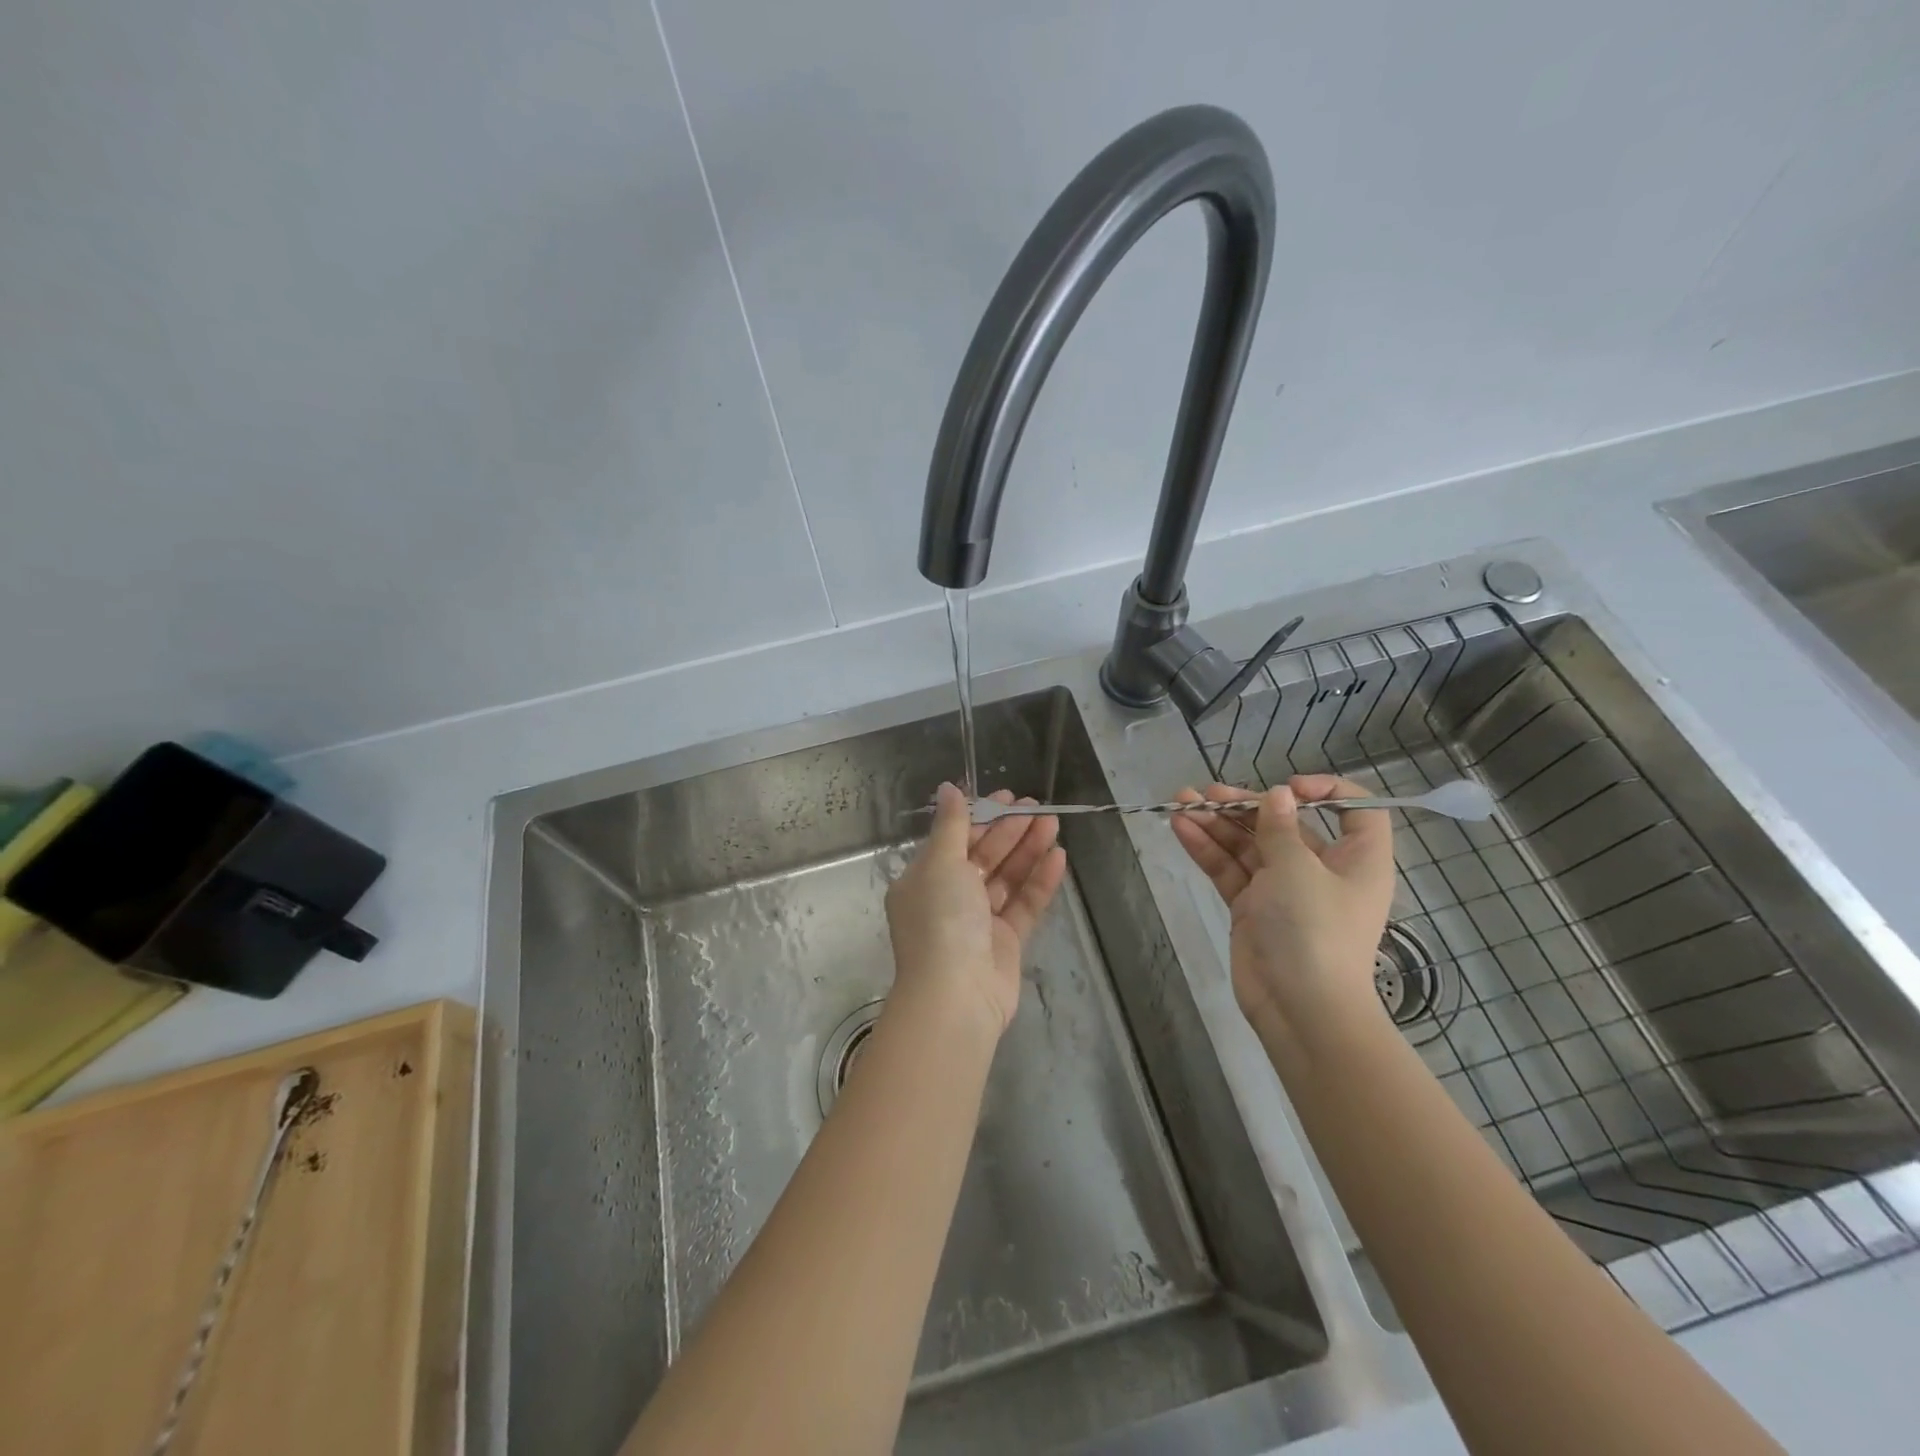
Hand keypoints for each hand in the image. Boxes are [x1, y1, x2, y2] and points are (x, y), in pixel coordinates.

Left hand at [885, 783, 1066, 1036]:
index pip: (955, 839)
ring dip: (1028, 850)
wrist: (956, 995)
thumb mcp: (941, 863)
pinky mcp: (1005, 942)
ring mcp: (978, 922)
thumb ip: (952, 825)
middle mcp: (949, 898)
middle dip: (1010, 830)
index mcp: (925, 879)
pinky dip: (1039, 881)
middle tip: (1039, 807)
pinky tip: (1059, 857)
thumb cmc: (941, 920)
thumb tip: (948, 788)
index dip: (981, 816)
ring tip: (1054, 824)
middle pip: (984, 856)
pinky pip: (1023, 905)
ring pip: (1006, 878)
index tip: (1008, 797)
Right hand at [1171, 777, 1395, 1037]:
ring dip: (1217, 823)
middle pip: (1285, 825)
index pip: (1354, 811)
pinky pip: (1230, 869)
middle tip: (1207, 793)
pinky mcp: (1252, 907)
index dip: (1325, 791)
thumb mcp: (1298, 869)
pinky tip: (1180, 827)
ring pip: (1248, 845)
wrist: (1299, 1008)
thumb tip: (1278, 794)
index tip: (1288, 788)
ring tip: (1181, 801)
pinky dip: (1207, 849)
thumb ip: (1280, 828)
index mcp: (1355, 859)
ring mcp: (1283, 890)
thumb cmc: (1314, 930)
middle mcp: (1321, 870)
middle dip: (1245, 805)